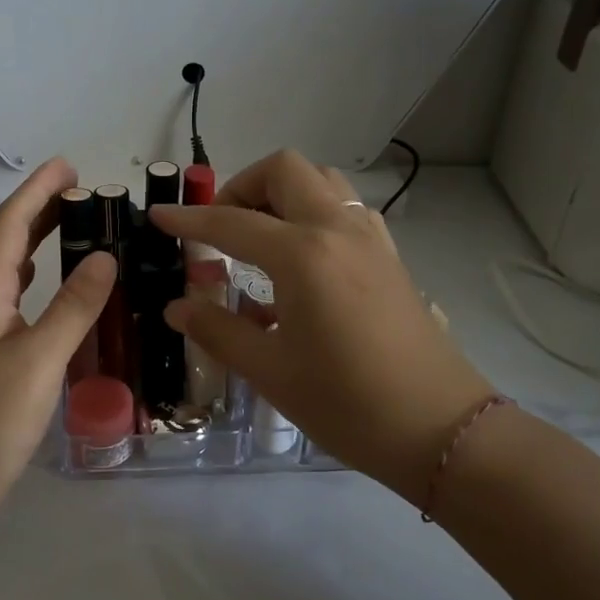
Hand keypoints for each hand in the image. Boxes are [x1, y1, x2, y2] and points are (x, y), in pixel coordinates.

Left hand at [0, 158, 115, 509]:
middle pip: (7, 241)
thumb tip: (105, 257)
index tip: (70, 166)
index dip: (38, 191)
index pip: (11, 225)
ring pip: (9, 269)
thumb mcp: (40, 359)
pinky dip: (34, 277)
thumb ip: (74, 307)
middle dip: (40, 209)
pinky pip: (12, 296)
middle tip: (82, 190)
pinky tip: (48, 285)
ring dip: (37, 240)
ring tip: (73, 226)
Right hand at [149, 150, 496, 502]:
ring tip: (260, 238)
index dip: (189, 219)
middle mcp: (338, 230)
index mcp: (303, 255)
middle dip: (244, 186)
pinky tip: (302, 261)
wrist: (440, 429)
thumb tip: (178, 307)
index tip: (159, 216)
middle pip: (286, 170)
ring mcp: (371, 239)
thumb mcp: (271, 371)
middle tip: (222, 228)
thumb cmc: (347, 403)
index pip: (232, 223)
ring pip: (323, 182)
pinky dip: (315, 214)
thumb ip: (218, 330)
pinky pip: (347, 210)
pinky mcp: (390, 257)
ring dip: (284, 194)